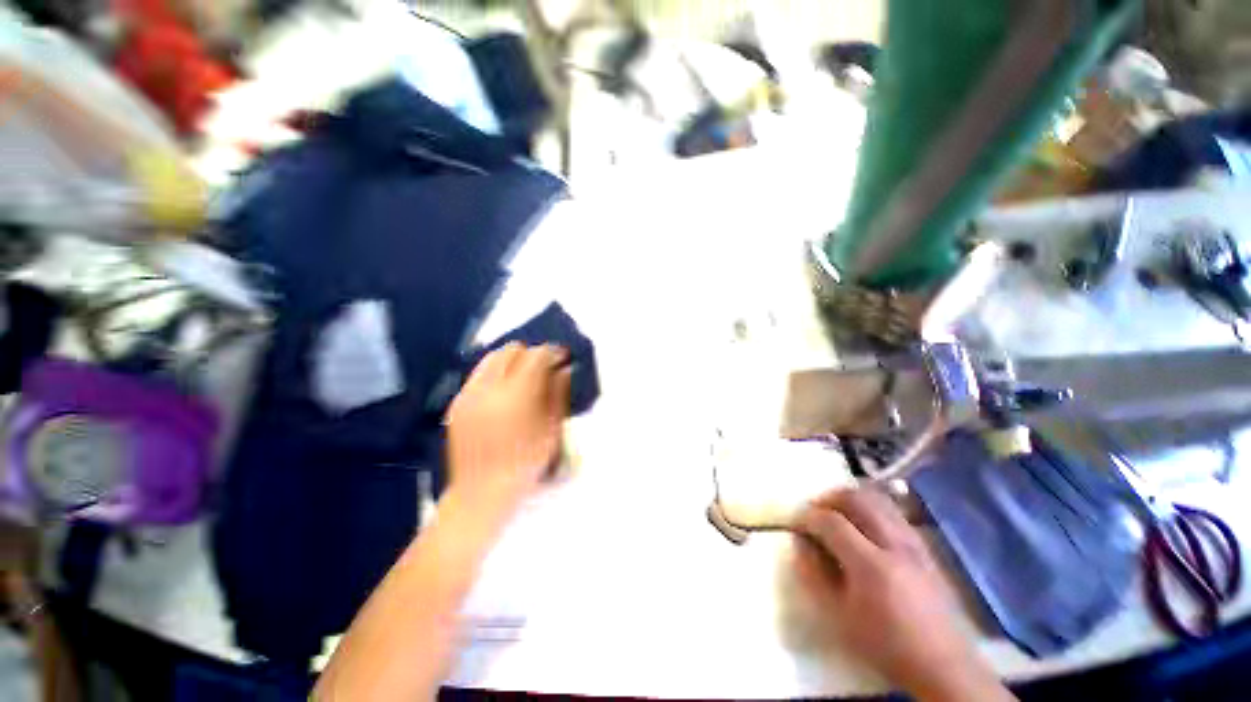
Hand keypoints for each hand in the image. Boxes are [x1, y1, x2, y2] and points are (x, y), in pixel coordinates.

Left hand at [445, 343, 571, 515]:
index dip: (552, 352)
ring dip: (511, 360)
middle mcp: (488, 388)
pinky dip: (495, 373)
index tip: (562, 357)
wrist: (480, 493)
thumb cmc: (525, 464)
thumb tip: (564, 369)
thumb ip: (558, 394)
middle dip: (530, 353)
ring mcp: (468, 394)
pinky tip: (504, 391)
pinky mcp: (456, 403)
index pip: (535, 357)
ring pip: (491, 358)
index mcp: (516, 395)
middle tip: (544, 367)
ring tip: (523, 375)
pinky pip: (478, 375)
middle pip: (511, 350)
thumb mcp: (550, 430)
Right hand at [794, 489, 1011, 701]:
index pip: (831, 522)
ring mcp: (915, 543)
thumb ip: (815, 575)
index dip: (808, 517)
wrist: (944, 665)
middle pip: (858, 498)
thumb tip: (800, 543)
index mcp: (871, 565)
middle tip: (816, 510)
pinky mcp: (927, 548)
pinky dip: (873, 508)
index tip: (796, 523)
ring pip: (879, 500)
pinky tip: (866, 525)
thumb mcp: (839, 617)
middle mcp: (895, 544)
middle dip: (830, 498)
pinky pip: (895, 513)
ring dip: (852, 499)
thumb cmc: (885, 645)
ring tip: (838, 513)